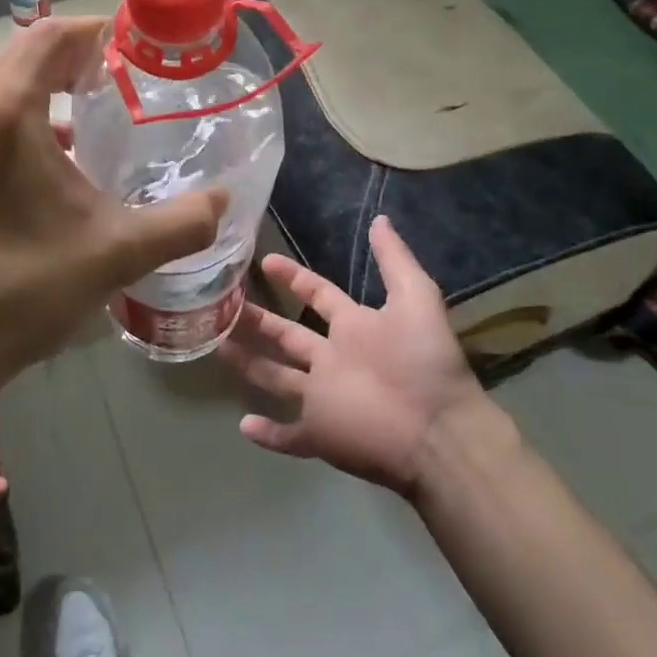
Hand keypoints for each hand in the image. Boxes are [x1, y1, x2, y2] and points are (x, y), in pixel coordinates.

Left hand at [0, 16, 227, 389]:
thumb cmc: (31, 286)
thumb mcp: (120, 251)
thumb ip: (183, 221)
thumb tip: (224, 199)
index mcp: (6, 111)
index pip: (52, 35)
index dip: (99, 30)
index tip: (143, 48)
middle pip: (32, 47)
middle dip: (84, 50)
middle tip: (135, 71)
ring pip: (14, 74)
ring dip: (60, 74)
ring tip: (110, 95)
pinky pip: (1, 103)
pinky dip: (39, 102)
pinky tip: (75, 141)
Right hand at [219, 216, 503, 495]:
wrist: (439, 432)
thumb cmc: (424, 362)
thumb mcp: (416, 299)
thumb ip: (394, 260)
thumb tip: (380, 219)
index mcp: (354, 327)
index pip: (318, 296)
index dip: (293, 278)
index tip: (265, 260)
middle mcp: (334, 359)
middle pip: (288, 336)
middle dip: (259, 320)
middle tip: (224, 304)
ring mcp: (324, 397)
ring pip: (278, 379)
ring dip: (250, 366)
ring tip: (217, 346)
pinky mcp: (321, 434)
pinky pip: (289, 437)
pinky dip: (267, 434)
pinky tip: (243, 425)